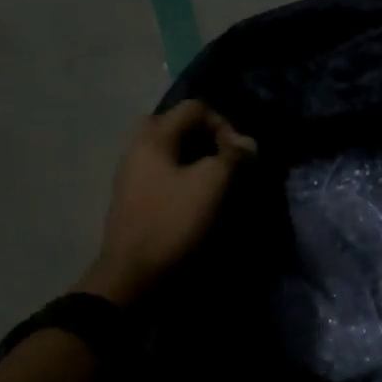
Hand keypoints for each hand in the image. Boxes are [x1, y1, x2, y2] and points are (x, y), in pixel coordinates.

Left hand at [75, 101, 256, 308]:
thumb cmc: (172, 220)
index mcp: (154, 137)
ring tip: (218, 180)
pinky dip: (185, 175)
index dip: (223, 124)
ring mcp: (133, 173)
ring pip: (172, 150)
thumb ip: (233, 156)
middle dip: (209, 139)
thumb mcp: (211, 184)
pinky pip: (164, 171)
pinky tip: (199, 196)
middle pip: (180, 126)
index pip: (195, 108)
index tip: (238, 153)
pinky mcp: (135, 196)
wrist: (132, 273)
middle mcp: (138, 147)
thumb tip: (249, 143)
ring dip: (198, 158)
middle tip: (227, 160)